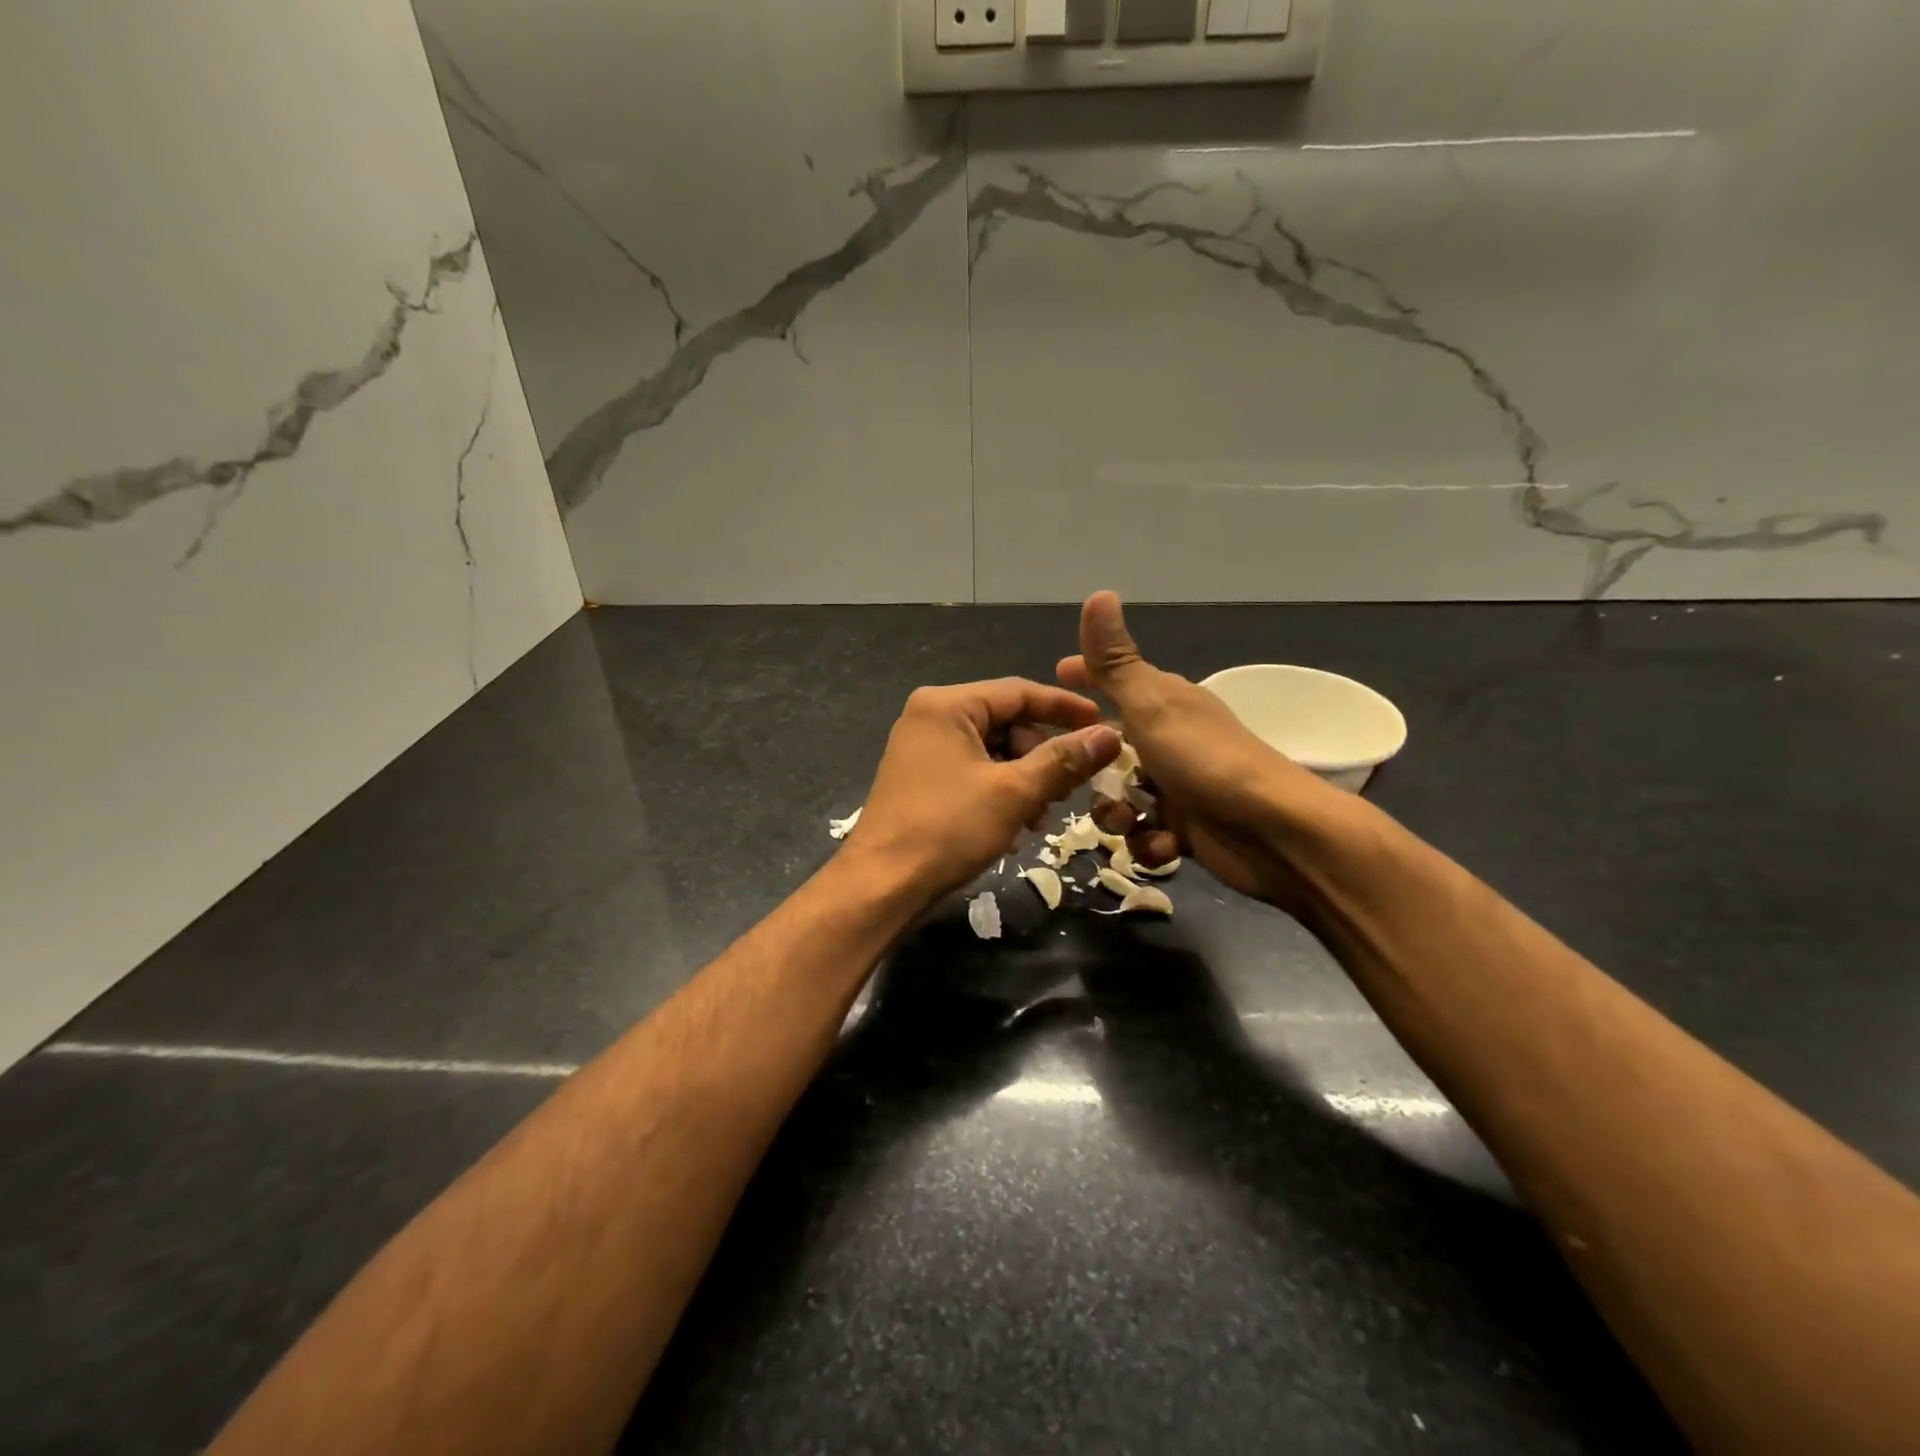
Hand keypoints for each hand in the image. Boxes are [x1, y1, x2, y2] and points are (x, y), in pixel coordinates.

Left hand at [848, 678, 1122, 900]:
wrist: (882, 885)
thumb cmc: (948, 828)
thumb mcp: (1014, 792)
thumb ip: (1064, 760)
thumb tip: (1111, 736)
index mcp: (947, 704)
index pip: (1019, 691)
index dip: (1065, 708)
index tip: (1104, 725)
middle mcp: (930, 717)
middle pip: (1006, 722)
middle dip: (1041, 756)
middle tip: (1066, 791)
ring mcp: (922, 749)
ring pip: (992, 752)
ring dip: (1024, 781)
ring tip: (1040, 818)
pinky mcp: (921, 779)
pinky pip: (972, 772)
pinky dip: (999, 793)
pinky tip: (1014, 828)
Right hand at [1056, 592, 1343, 906]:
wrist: (1273, 831)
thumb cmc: (1205, 761)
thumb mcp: (1151, 706)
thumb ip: (1115, 662)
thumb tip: (1099, 593)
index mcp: (1164, 703)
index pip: (1114, 681)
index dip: (1084, 678)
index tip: (1055, 675)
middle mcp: (1170, 741)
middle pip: (1109, 749)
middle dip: (1090, 769)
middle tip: (1074, 779)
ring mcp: (1179, 786)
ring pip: (1121, 798)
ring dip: (1117, 816)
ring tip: (1127, 823)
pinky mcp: (1187, 829)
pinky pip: (1146, 834)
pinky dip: (1149, 843)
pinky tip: (1162, 845)